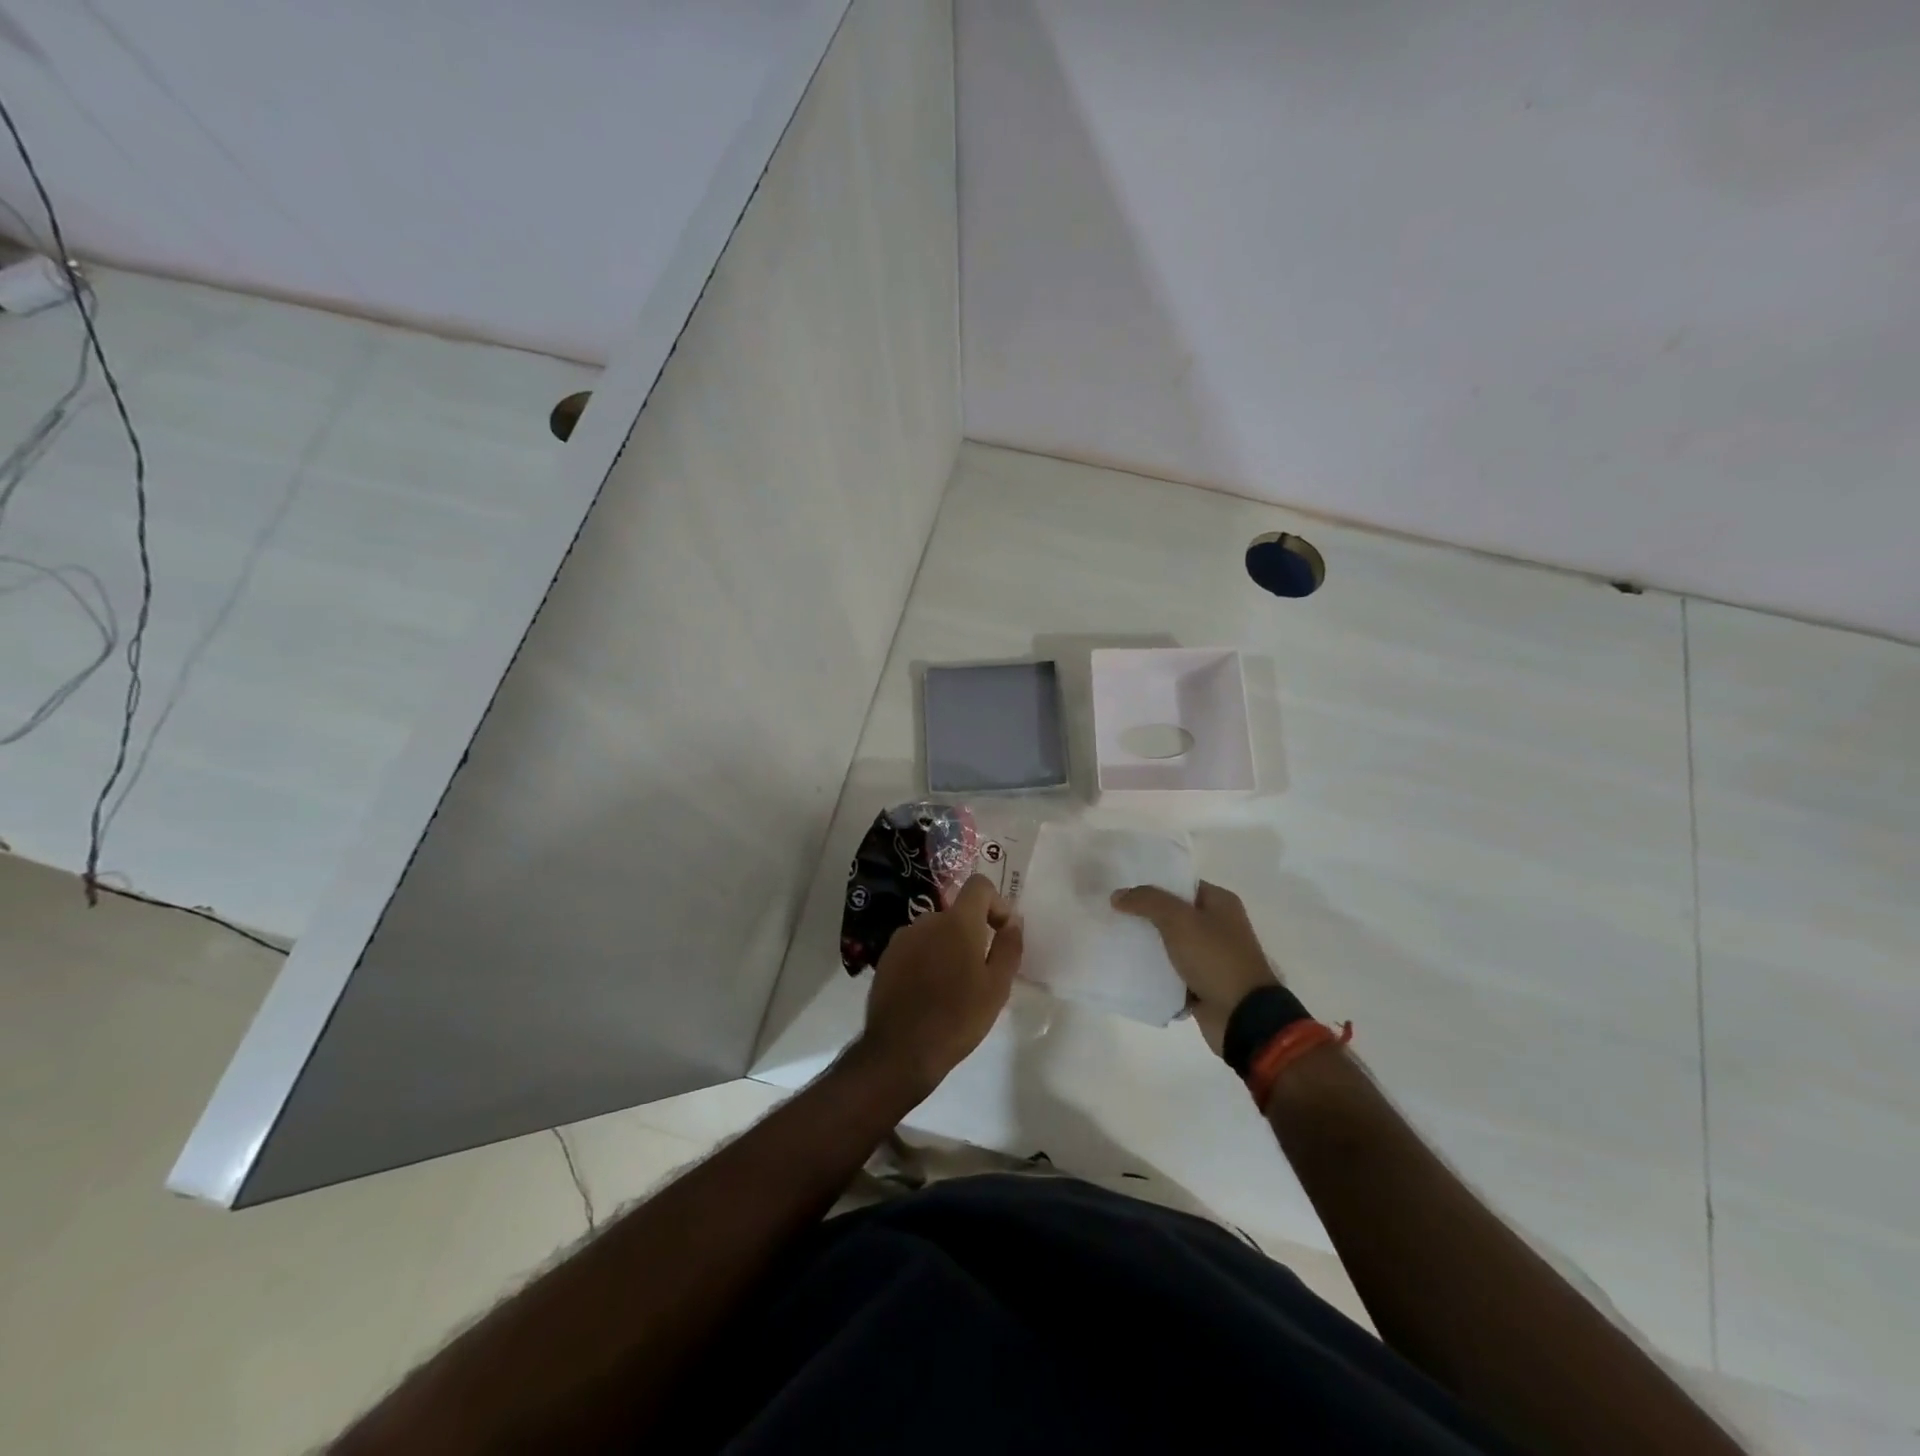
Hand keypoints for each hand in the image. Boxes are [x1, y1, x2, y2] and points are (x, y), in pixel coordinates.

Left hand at [859, 875, 1023, 1097]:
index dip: (995, 902)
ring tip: (952, 988)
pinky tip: (928, 993)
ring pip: (935, 932)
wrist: (901, 1050)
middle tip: (979, 973)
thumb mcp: (997, 987)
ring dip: (947, 949)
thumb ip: (1009, 946)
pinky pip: (915, 948)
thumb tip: (1013, 921)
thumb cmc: (958, 1017)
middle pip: (956, 914)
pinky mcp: (886, 958)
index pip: (979, 885)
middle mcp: (927, 920)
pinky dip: (926, 960)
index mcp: (957, 922)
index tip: (1000, 932)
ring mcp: (902, 938)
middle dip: (971, 934)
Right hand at [1111, 880, 1277, 1056]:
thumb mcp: (1179, 920)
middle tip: (1115, 916)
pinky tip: (1130, 969)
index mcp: (1221, 904)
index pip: (1181, 885)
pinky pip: (1172, 973)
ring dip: (1148, 947)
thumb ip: (1147, 901)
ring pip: (1171, 945)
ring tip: (1116, 941)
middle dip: (1146, 917)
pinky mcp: (1203, 984)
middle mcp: (1218, 927)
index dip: (1153, 886)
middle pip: (1174, 915)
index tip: (1125, 891)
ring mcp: (1211, 957)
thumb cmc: (1215, 958)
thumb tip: (1118, 895)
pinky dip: (1155, 973)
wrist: (1242, 1017)